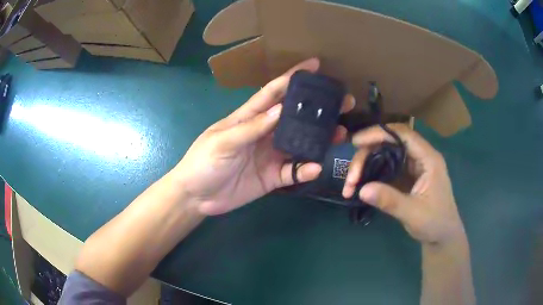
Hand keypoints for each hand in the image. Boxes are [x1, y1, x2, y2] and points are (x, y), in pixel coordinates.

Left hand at [173, 58, 354, 214]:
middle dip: (318, 108)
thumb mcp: (223, 141)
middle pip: (295, 116)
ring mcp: (271, 155)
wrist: (197, 197)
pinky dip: (305, 170)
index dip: (293, 77)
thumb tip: (281, 109)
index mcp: (249, 117)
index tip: (315, 65)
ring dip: (320, 138)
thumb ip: (252, 127)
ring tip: (341, 132)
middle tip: (343, 102)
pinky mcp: (273, 176)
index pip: (274, 92)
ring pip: (301, 143)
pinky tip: (316, 167)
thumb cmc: (203, 163)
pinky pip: (294, 172)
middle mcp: (265, 133)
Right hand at [343, 124, 464, 244]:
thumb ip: (390, 200)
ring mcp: (412, 168)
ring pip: (385, 156)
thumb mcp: (413, 213)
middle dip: (367, 156)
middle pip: (389, 144)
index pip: (402, 135)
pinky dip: (371, 175)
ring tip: (350, 184)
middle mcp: (420, 158)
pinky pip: (386, 169)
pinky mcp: (406, 178)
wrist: (442, 236)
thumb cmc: (435, 223)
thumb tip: (361, 190)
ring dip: (366, 166)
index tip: (356, 142)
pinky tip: (360, 186)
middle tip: (351, 176)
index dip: (379, 133)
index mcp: (428, 159)